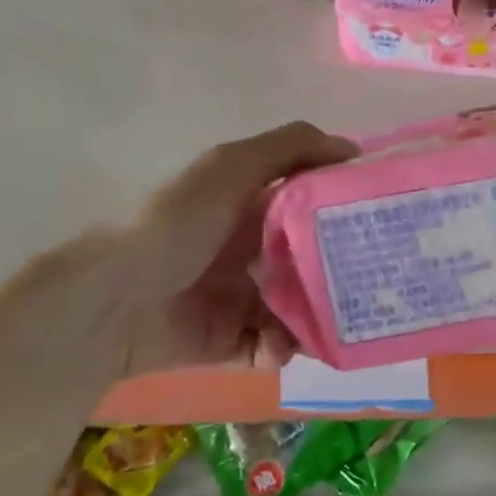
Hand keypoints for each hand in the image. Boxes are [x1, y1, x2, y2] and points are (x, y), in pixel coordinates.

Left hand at [23, 120, 356, 379]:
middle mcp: (251, 250)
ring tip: (323, 326)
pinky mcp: (230, 341)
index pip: (313, 205)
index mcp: (252, 206)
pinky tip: (278, 348)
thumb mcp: (231, 167)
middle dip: (341, 275)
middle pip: (313, 262)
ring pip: (300, 309)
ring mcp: (241, 298)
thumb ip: (290, 147)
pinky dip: (281, 348)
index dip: (345, 211)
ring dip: (315, 318)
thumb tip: (353, 147)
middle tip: (372, 284)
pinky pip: (273, 346)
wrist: (112, 303)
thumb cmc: (177, 225)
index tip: (382, 221)